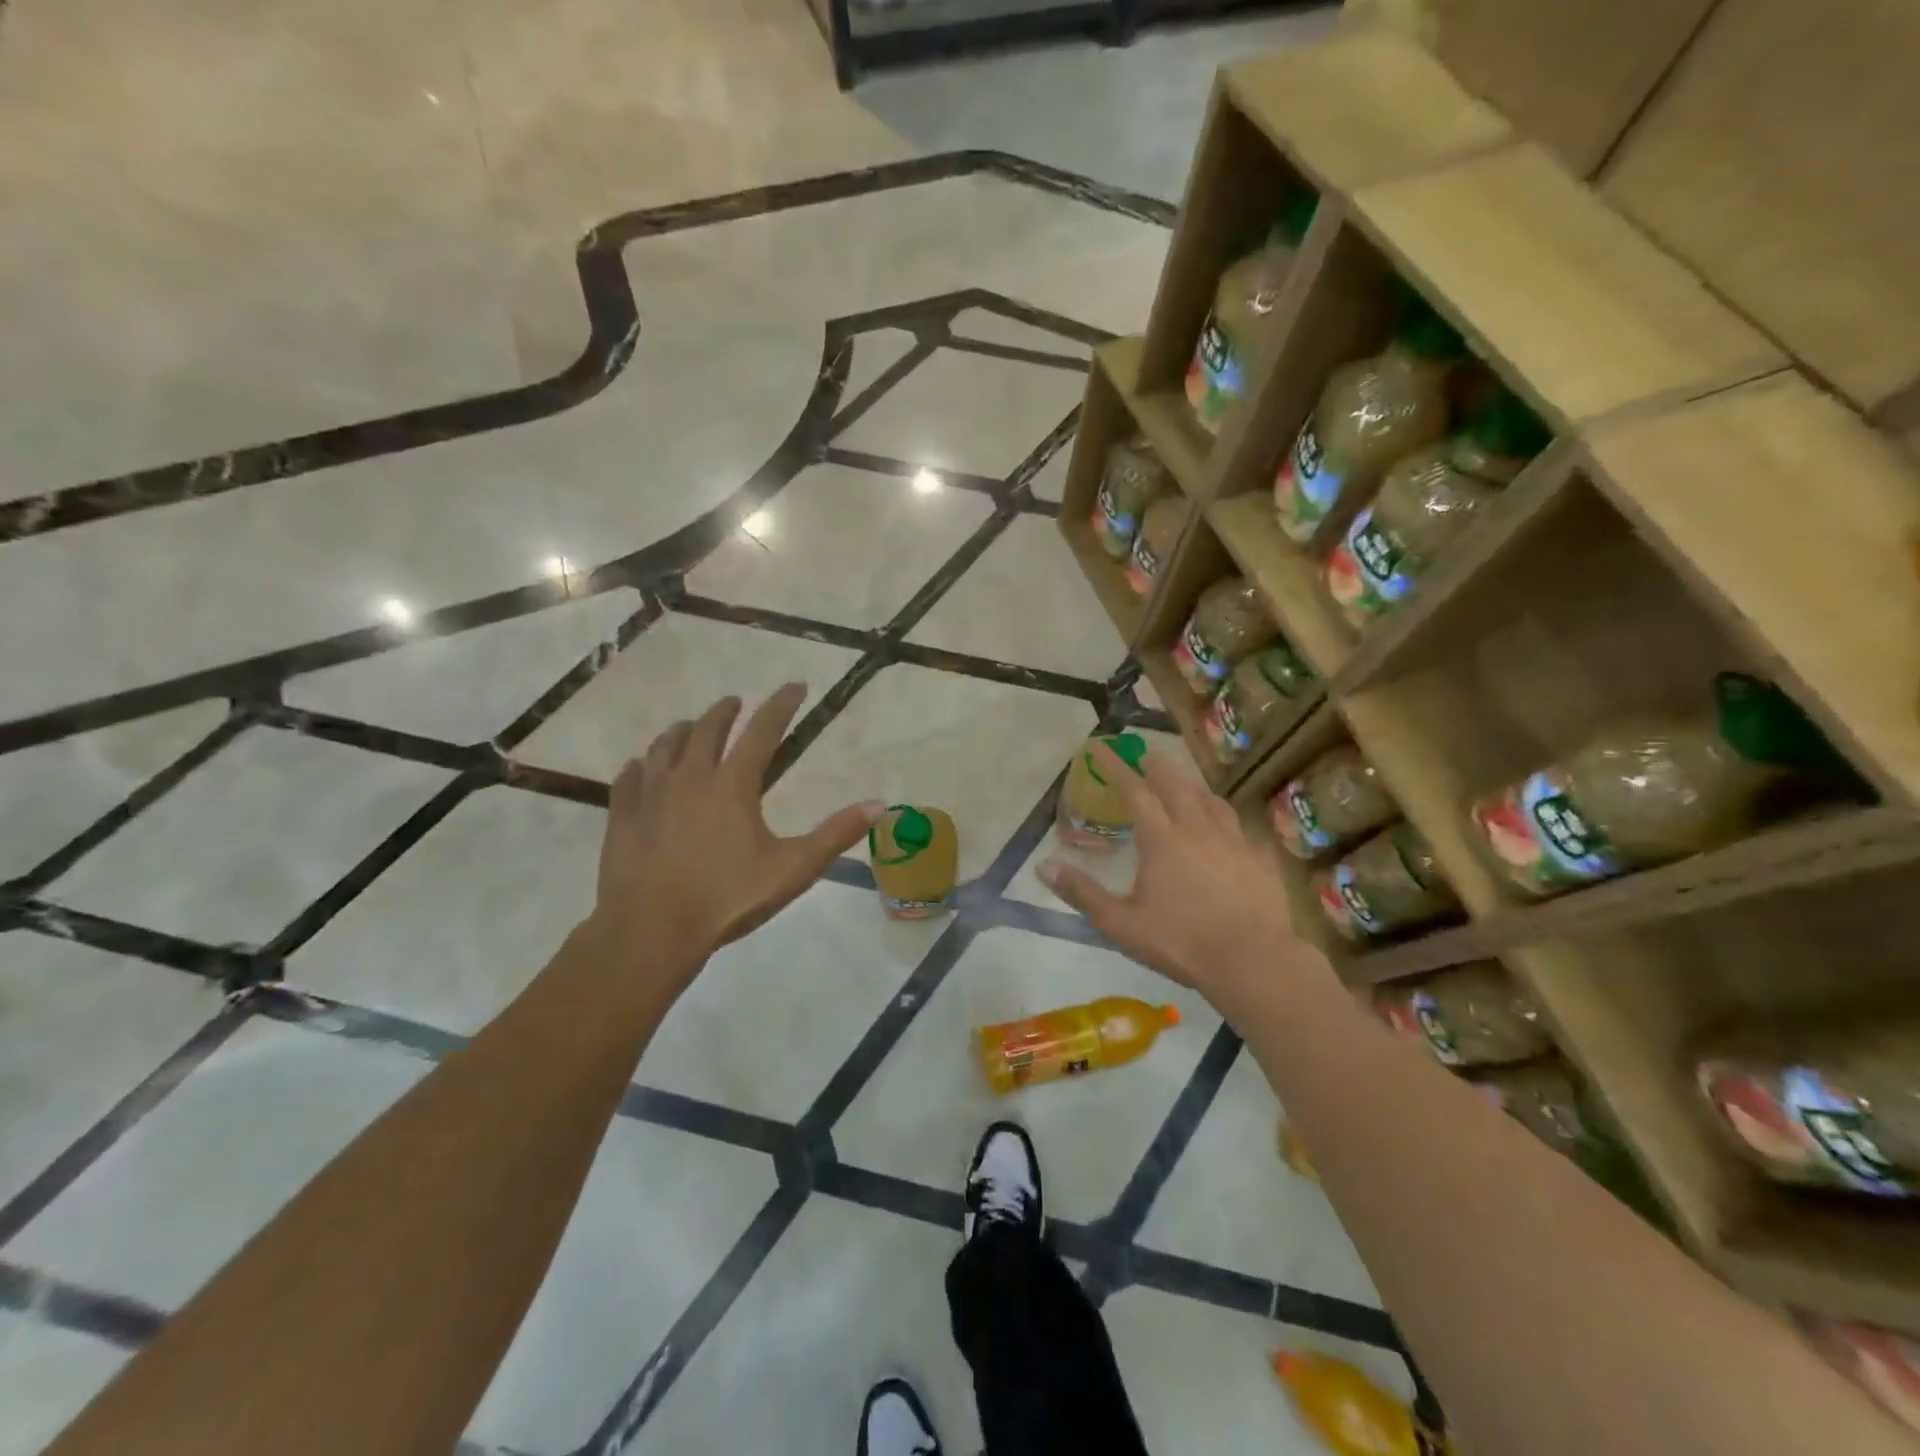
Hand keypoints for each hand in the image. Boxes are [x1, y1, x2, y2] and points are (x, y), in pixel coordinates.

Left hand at [588, 684, 882, 979]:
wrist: (651, 930)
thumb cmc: (728, 898)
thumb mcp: (794, 868)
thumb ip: (837, 834)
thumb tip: (880, 805)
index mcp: (733, 784)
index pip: (763, 730)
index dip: (781, 705)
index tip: (795, 686)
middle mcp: (690, 776)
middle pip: (707, 729)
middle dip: (725, 711)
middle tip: (736, 703)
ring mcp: (650, 794)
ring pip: (664, 746)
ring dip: (682, 731)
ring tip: (689, 727)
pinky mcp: (623, 816)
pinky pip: (630, 777)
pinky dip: (641, 765)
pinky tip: (641, 768)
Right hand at [1038, 740, 1311, 1008]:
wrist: (1254, 962)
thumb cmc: (1181, 942)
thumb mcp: (1120, 924)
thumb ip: (1082, 893)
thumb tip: (1043, 865)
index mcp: (1162, 839)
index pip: (1135, 791)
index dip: (1116, 767)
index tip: (1101, 747)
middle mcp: (1198, 830)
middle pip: (1176, 786)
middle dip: (1157, 766)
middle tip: (1145, 754)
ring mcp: (1235, 843)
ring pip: (1212, 802)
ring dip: (1193, 788)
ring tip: (1186, 786)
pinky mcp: (1261, 861)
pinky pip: (1243, 830)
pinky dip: (1228, 821)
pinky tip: (1230, 831)